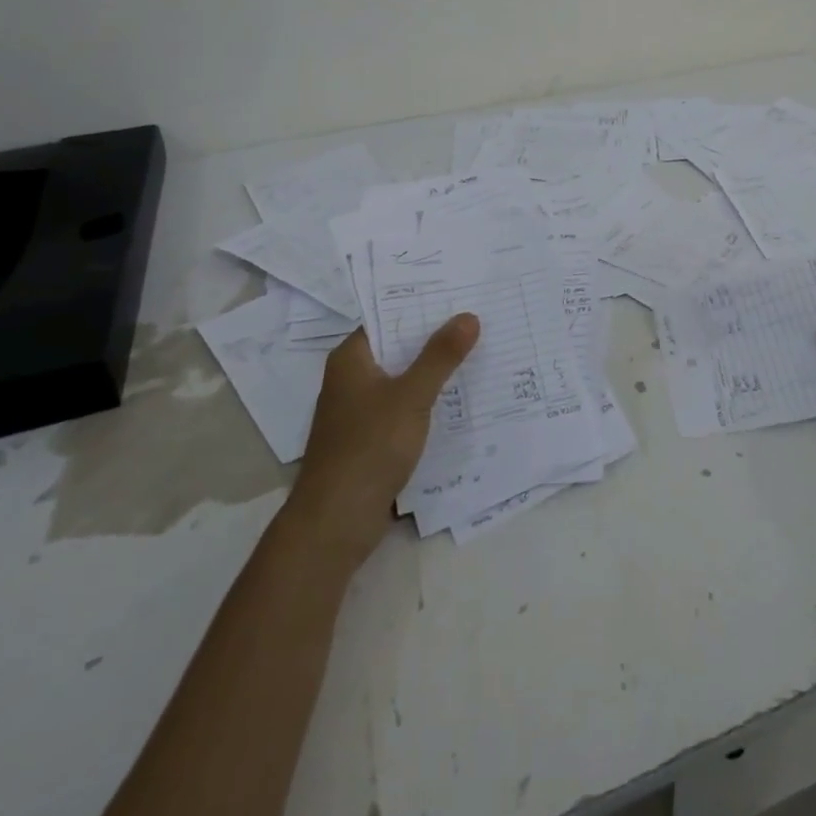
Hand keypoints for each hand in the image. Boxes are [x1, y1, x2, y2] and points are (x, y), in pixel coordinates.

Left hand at [280, 313, 479, 568]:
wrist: (335, 522)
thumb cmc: (368, 447)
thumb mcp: (411, 396)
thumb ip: (440, 356)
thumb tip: (468, 316)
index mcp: (351, 359)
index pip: (388, 317)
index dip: (421, 304)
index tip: (459, 293)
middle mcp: (351, 379)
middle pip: (398, 347)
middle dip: (435, 337)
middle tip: (480, 319)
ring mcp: (360, 411)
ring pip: (404, 378)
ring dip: (435, 370)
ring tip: (480, 351)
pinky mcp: (371, 439)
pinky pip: (405, 407)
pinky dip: (429, 401)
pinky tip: (462, 399)